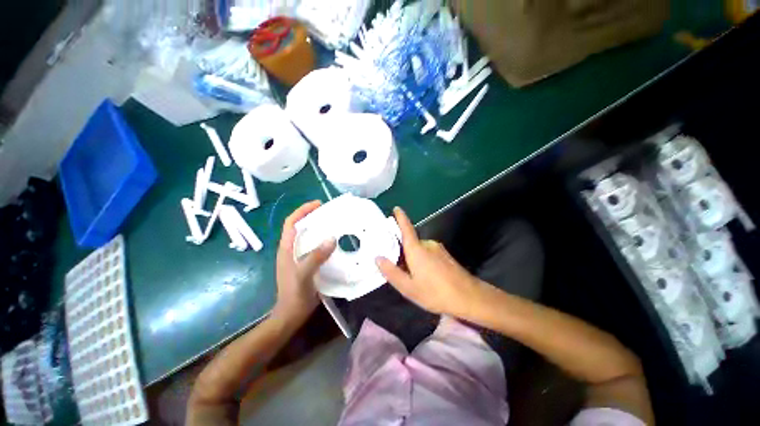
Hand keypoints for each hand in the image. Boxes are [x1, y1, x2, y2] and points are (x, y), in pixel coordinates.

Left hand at [272, 201, 335, 324]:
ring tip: (335, 223)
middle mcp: (291, 249)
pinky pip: (314, 247)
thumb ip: (315, 257)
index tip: (318, 204)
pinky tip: (334, 243)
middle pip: (300, 226)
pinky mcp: (306, 264)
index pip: (291, 222)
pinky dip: (323, 241)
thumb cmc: (294, 295)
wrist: (291, 315)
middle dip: (313, 216)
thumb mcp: (304, 274)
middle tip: (331, 212)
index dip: (303, 210)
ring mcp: (298, 257)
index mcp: (287, 248)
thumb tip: (332, 238)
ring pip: (308, 236)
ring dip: (319, 228)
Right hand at [376, 207, 483, 317]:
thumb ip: (391, 272)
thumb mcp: (408, 287)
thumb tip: (378, 258)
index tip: (396, 208)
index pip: (406, 228)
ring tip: (412, 276)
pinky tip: (425, 277)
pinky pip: (429, 253)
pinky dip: (422, 260)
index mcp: (416, 249)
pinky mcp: (446, 255)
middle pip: (411, 242)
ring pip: (420, 249)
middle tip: (397, 267)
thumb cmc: (435, 292)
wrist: (469, 297)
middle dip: (402, 250)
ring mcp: (438, 249)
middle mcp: (428, 244)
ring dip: (413, 257)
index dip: (401, 217)